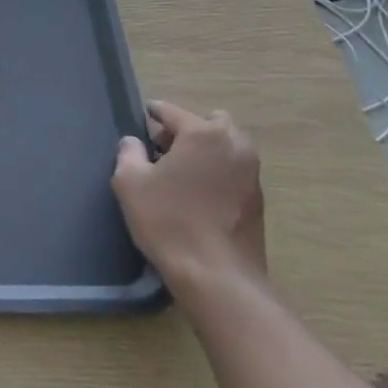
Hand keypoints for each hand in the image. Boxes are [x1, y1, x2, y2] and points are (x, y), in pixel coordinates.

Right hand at [111, 100, 263, 297]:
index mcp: (203, 134)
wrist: (217, 276)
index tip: (144, 115)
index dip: (154, 113)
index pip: (173, 112)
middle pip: (209, 123)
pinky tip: (198, 194)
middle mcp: (234, 145)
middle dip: (187, 129)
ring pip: (227, 146)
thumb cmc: (169, 221)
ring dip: (206, 150)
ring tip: (182, 172)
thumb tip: (134, 142)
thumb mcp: (130, 183)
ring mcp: (251, 172)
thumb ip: (129, 153)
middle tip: (164, 148)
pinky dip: (218, 171)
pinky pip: (234, 170)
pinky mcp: (258, 199)